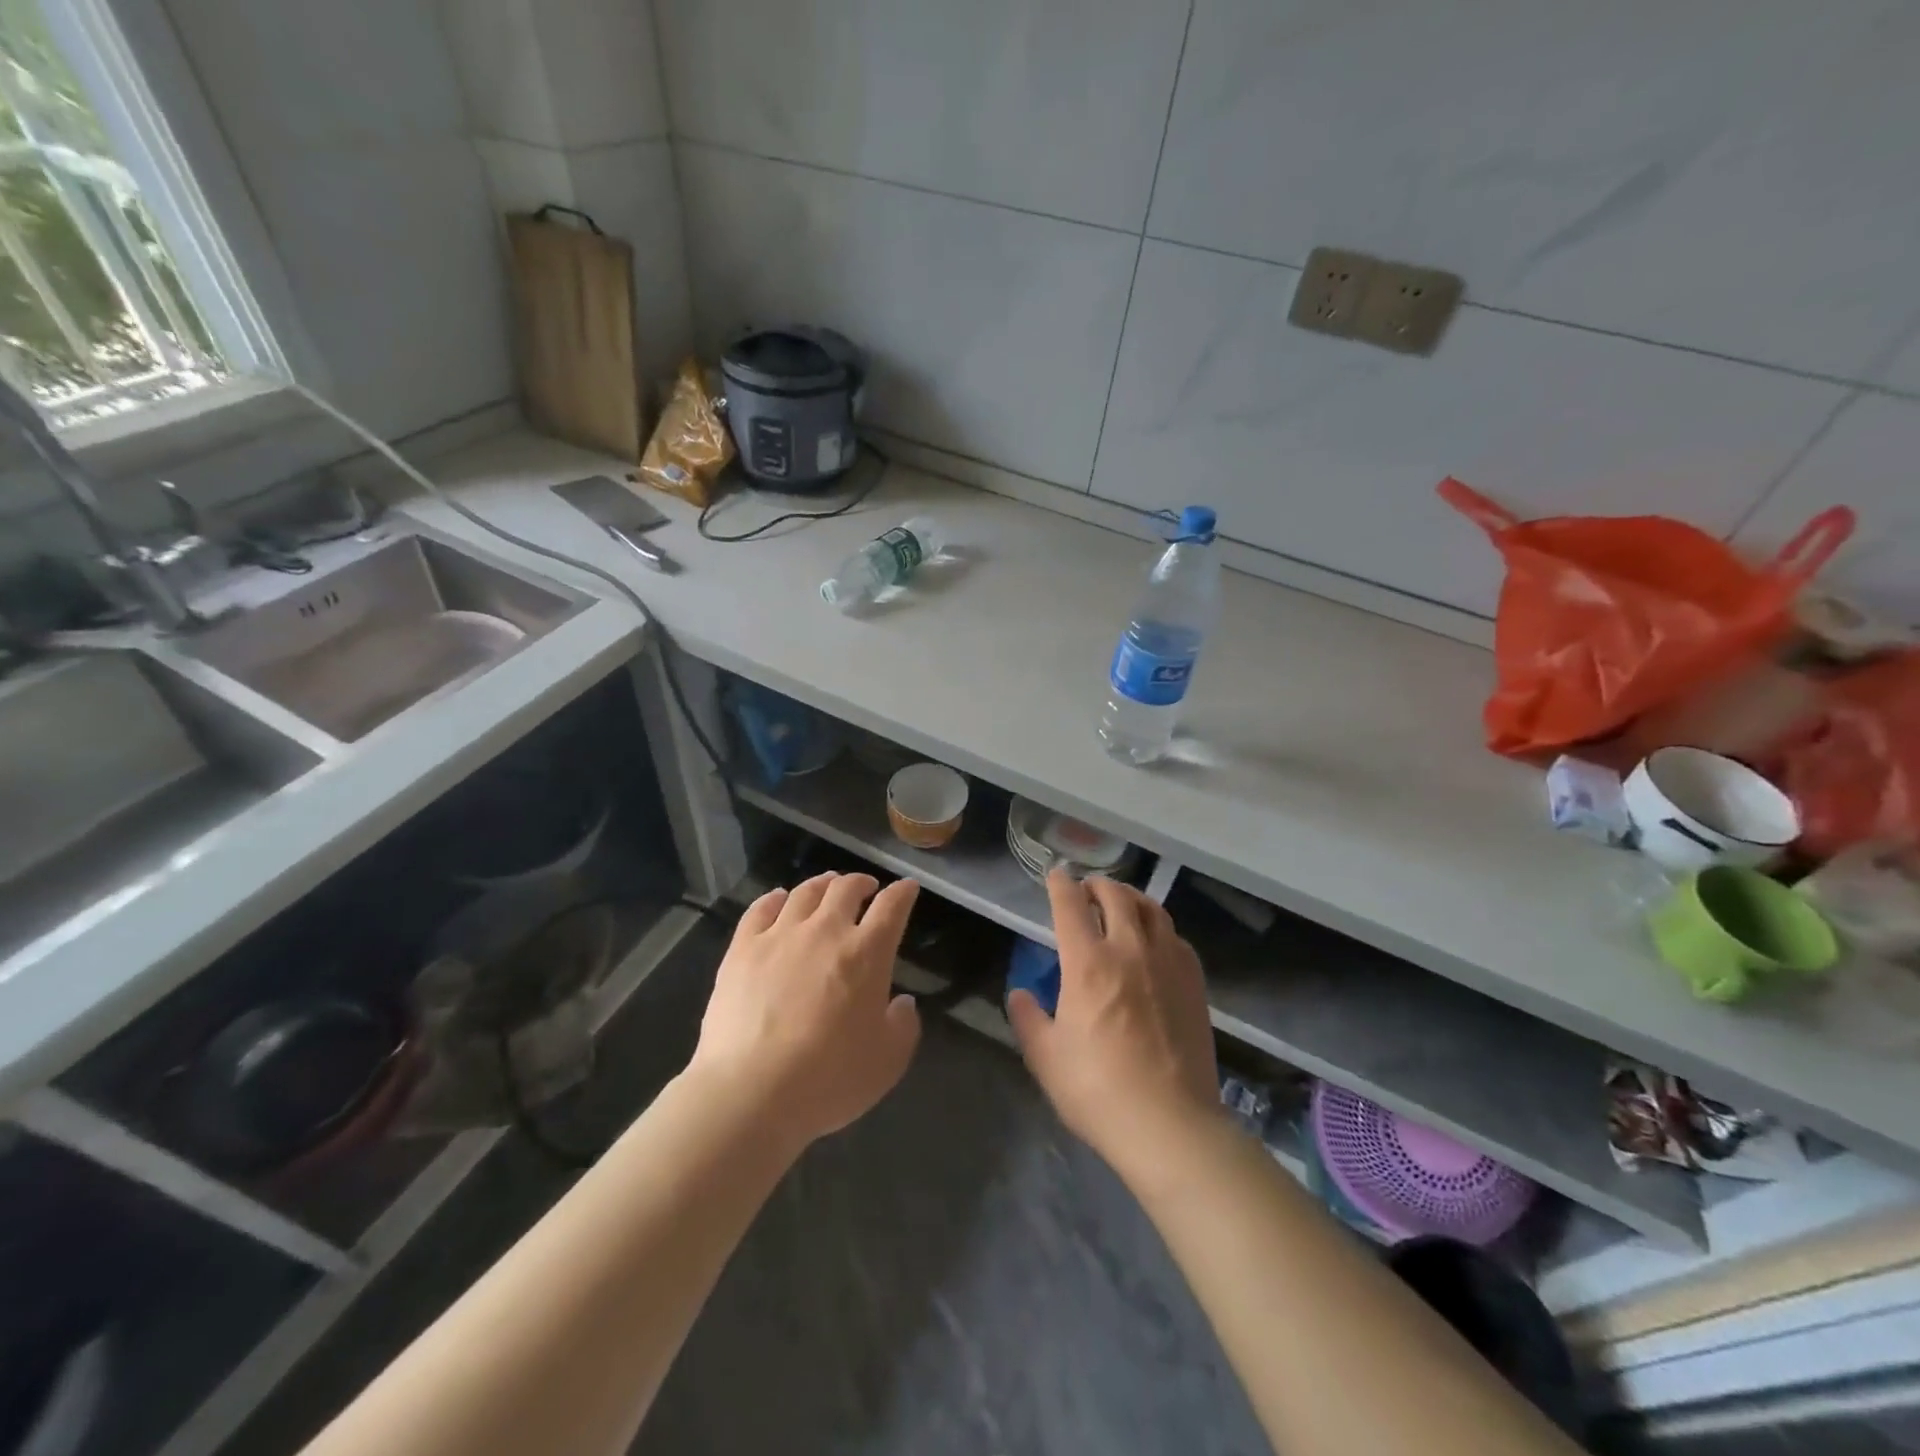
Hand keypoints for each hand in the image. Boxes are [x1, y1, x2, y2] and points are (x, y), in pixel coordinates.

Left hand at [690, 873, 921, 1148]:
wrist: (751, 1092)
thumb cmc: (829, 1079)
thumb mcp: (888, 1062)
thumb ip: (903, 1025)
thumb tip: (902, 1002)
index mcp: (867, 953)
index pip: (892, 906)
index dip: (903, 892)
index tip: (907, 888)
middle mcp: (826, 931)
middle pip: (846, 888)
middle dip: (861, 883)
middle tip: (866, 888)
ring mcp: (781, 935)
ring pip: (806, 892)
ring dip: (823, 885)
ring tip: (827, 887)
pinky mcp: (743, 949)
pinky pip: (761, 908)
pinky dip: (775, 898)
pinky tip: (779, 899)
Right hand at [1008, 871, 1219, 1169]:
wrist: (1170, 1124)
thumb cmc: (1098, 1090)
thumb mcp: (1046, 1058)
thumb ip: (1028, 1019)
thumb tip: (1022, 995)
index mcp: (1088, 963)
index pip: (1071, 905)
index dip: (1060, 884)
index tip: (1056, 875)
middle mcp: (1130, 950)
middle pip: (1116, 896)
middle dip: (1098, 886)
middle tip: (1088, 890)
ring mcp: (1168, 964)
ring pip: (1152, 910)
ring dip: (1132, 899)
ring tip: (1123, 905)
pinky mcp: (1194, 983)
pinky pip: (1176, 938)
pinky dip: (1159, 928)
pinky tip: (1156, 942)